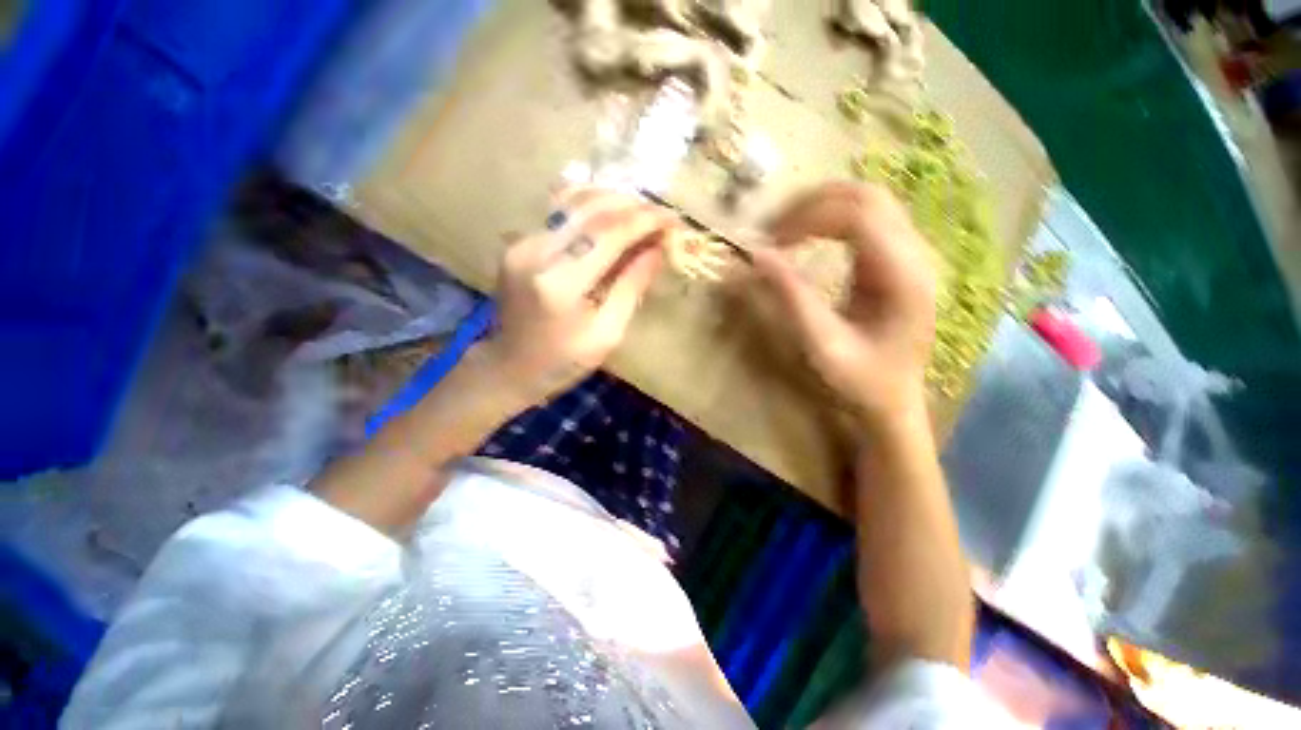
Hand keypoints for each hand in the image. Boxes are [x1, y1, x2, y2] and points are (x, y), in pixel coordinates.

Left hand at [482, 187, 674, 403]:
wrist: (509, 367)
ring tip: (641, 210)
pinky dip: (590, 207)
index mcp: (562, 283)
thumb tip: (658, 249)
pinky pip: (559, 212)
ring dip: (612, 199)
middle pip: (591, 208)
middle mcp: (537, 252)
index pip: (610, 233)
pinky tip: (611, 213)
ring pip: (573, 201)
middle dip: (633, 205)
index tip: (674, 218)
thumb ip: (632, 287)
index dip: (646, 220)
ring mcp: (523, 243)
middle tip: (661, 214)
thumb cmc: (564, 361)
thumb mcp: (607, 334)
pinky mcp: (519, 243)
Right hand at [752, 182, 935, 435]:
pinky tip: (806, 235)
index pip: (858, 215)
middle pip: (866, 195)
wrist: (893, 400)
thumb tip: (757, 255)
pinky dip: (830, 218)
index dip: (808, 217)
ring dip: (821, 206)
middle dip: (812, 203)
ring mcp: (910, 253)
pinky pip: (866, 218)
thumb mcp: (821, 345)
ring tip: (783, 229)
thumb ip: (792, 298)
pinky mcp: (897, 259)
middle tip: (772, 229)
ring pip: (868, 200)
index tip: (771, 240)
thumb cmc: (860, 380)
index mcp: (903, 275)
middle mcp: (915, 254)